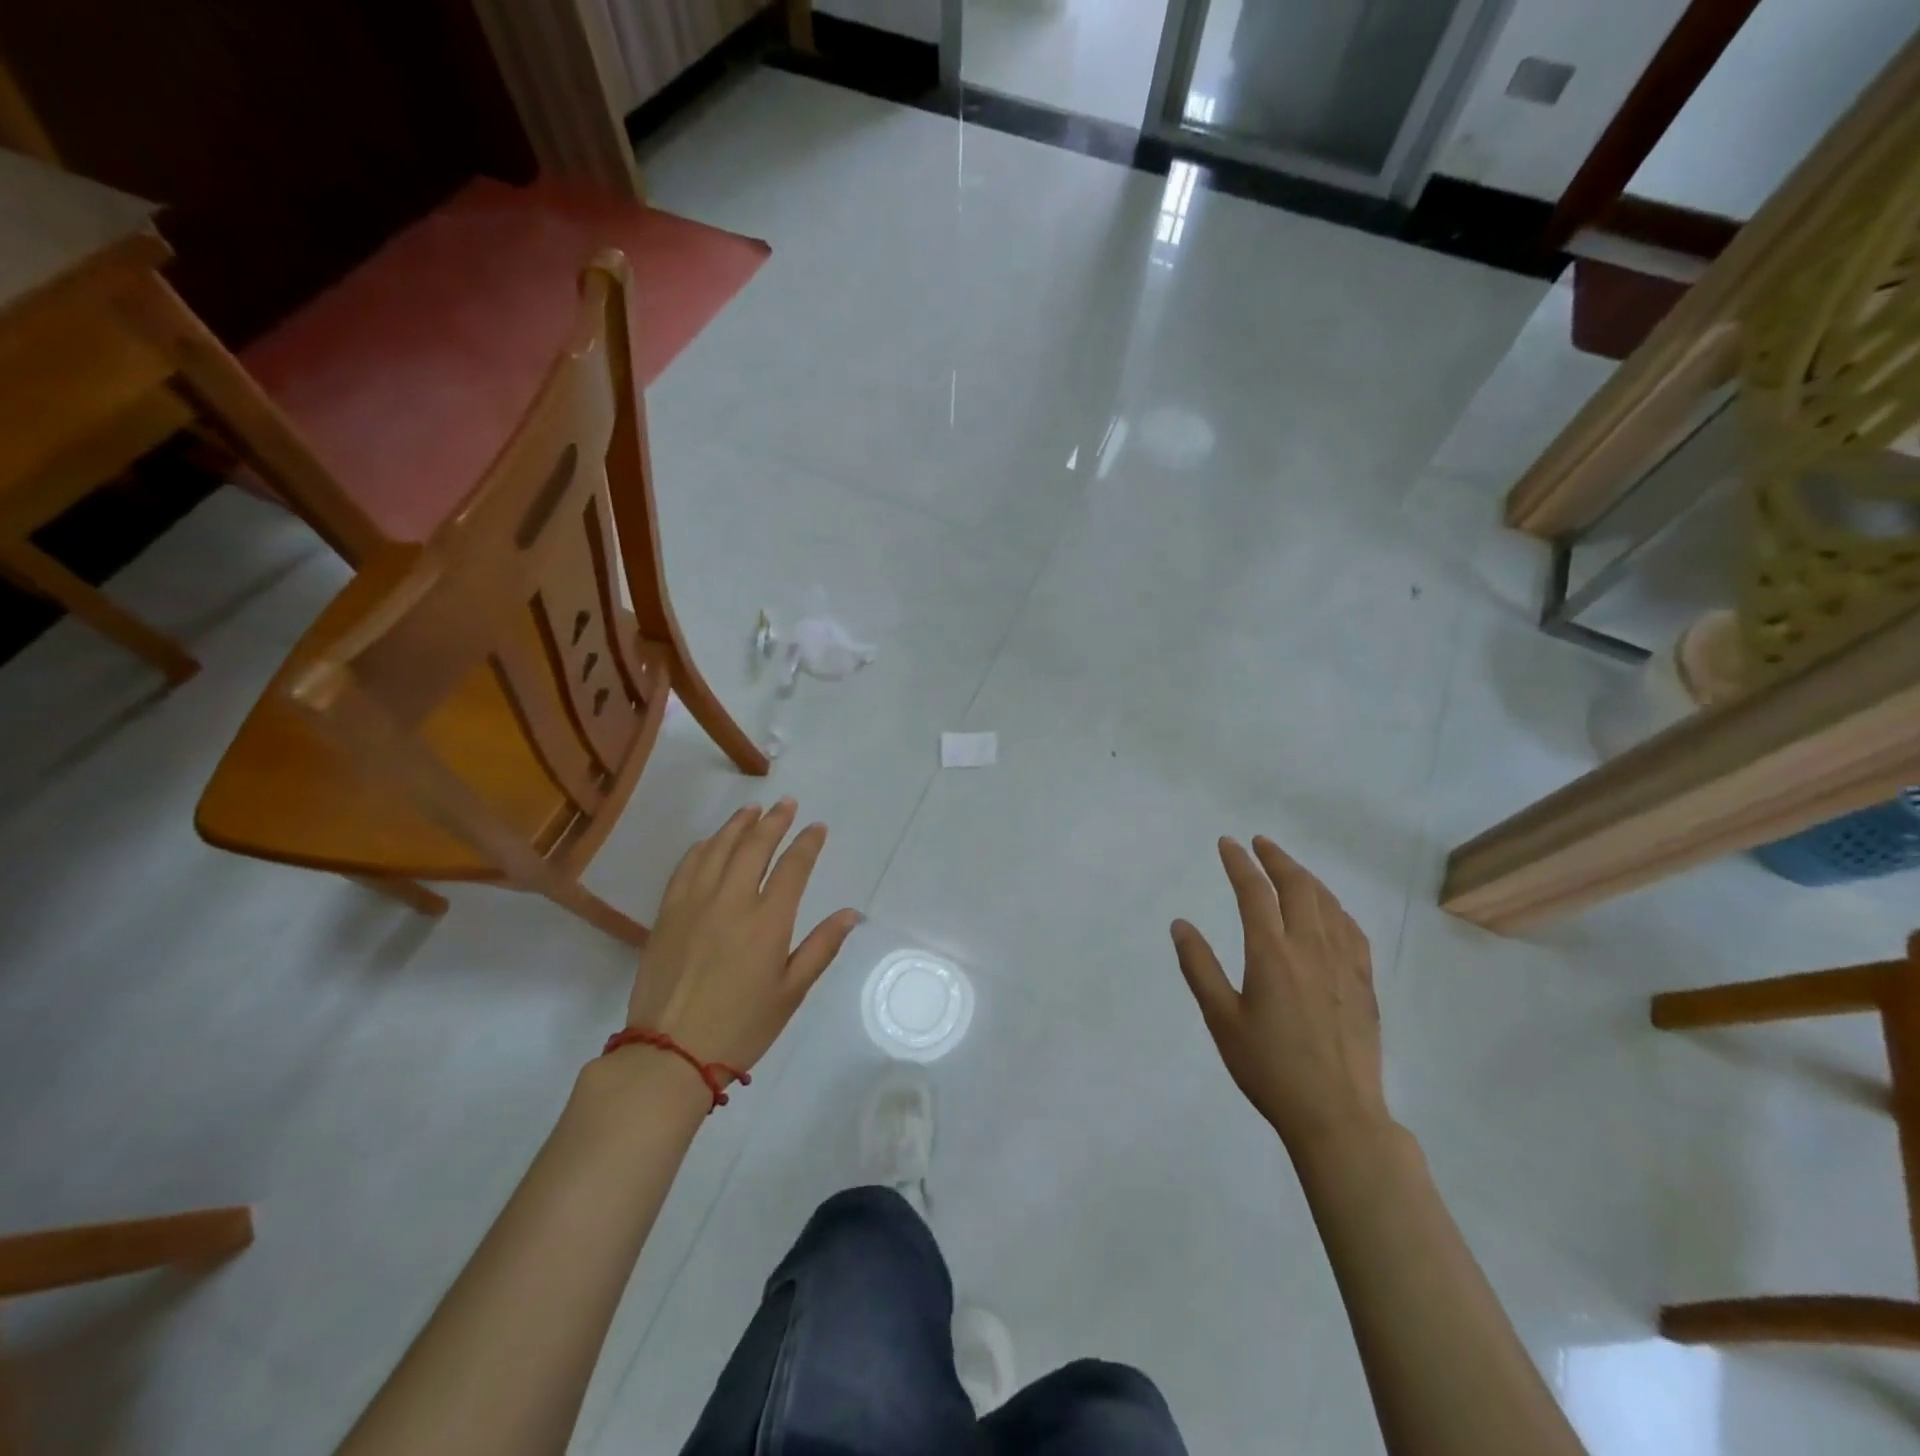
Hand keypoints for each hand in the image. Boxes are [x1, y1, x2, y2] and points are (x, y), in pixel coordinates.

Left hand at [625, 799, 860, 1073]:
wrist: (669, 1054)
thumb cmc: (741, 1027)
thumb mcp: (791, 993)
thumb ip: (821, 947)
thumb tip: (851, 913)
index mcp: (768, 921)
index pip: (793, 866)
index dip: (807, 842)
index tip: (817, 827)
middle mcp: (732, 900)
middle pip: (755, 846)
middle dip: (774, 821)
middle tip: (786, 804)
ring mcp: (694, 903)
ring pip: (719, 848)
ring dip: (738, 825)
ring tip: (752, 810)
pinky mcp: (667, 913)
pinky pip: (687, 866)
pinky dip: (703, 847)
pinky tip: (711, 842)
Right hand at [1171, 836, 1391, 1159]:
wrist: (1337, 1115)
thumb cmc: (1269, 1069)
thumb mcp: (1221, 1020)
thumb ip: (1199, 967)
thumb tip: (1180, 924)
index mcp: (1272, 954)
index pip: (1254, 892)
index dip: (1239, 862)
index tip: (1227, 843)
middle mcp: (1311, 948)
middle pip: (1297, 886)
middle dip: (1276, 858)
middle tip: (1259, 843)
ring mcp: (1343, 964)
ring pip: (1328, 903)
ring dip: (1306, 877)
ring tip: (1289, 868)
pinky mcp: (1364, 983)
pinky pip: (1352, 930)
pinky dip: (1335, 907)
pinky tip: (1330, 910)